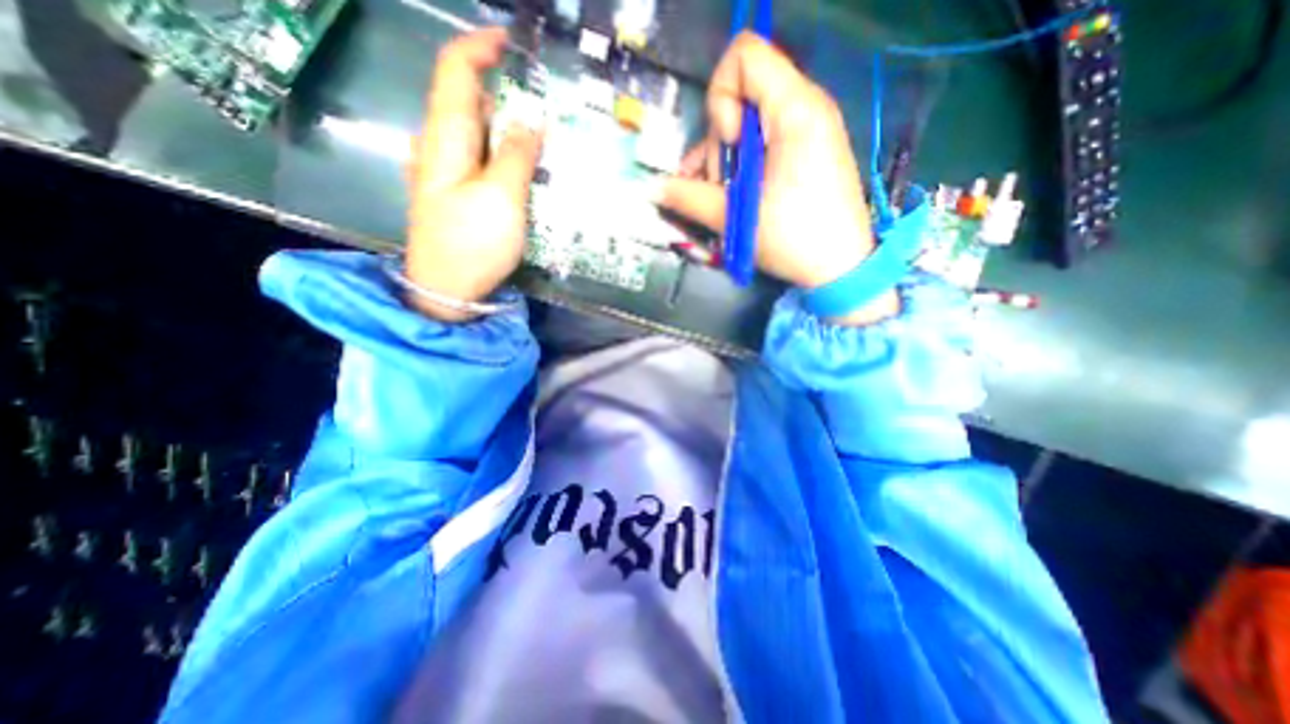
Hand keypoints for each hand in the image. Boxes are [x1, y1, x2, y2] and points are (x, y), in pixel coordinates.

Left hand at [404, 28, 539, 317]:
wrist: (445, 289)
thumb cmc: (472, 243)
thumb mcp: (501, 197)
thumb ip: (517, 155)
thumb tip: (532, 120)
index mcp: (445, 136)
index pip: (456, 70)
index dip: (482, 47)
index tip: (515, 43)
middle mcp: (440, 146)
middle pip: (469, 101)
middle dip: (505, 92)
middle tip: (546, 105)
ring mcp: (447, 172)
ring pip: (478, 133)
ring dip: (508, 127)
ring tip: (543, 138)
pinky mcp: (457, 195)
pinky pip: (482, 160)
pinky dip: (504, 154)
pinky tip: (526, 169)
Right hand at [657, 33, 898, 322]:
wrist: (842, 269)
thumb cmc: (795, 239)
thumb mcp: (736, 218)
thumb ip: (688, 197)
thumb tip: (652, 188)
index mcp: (795, 110)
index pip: (743, 58)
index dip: (721, 99)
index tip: (729, 145)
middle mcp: (804, 108)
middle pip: (740, 97)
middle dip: (719, 143)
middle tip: (721, 186)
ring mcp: (806, 130)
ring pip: (747, 124)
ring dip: (725, 161)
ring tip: (723, 200)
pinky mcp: (803, 152)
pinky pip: (762, 143)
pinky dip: (741, 166)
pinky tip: (732, 196)